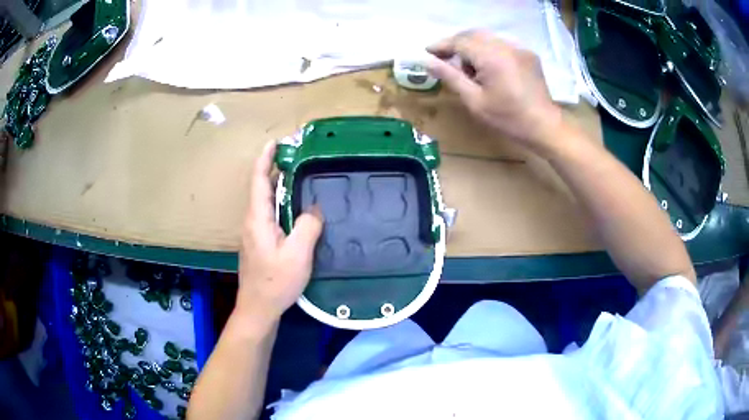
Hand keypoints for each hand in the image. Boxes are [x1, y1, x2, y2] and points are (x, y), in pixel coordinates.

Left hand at [236, 141, 323, 327]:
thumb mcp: (298, 254)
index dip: (265, 159)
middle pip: (261, 188)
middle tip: (296, 158)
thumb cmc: (275, 282)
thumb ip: (308, 226)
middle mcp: (252, 221)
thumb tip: (314, 209)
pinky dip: (281, 204)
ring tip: (299, 178)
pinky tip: (296, 209)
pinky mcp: (259, 243)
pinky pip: (269, 215)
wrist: (258, 308)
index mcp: (258, 218)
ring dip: (279, 187)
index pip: (259, 180)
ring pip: (266, 202)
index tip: (275, 142)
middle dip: (275, 169)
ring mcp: (254, 233)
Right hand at [427, 30, 563, 151]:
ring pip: (488, 38)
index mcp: (491, 56)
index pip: (460, 41)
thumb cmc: (508, 118)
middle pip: (473, 35)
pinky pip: (502, 45)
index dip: (442, 45)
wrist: (544, 127)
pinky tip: (490, 69)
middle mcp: (505, 46)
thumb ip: (450, 77)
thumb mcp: (474, 101)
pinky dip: (489, 51)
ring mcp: (519, 49)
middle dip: (456, 44)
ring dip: (473, 47)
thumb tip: (426, 61)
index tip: (428, 52)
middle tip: (445, 58)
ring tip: (470, 69)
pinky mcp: (528, 55)